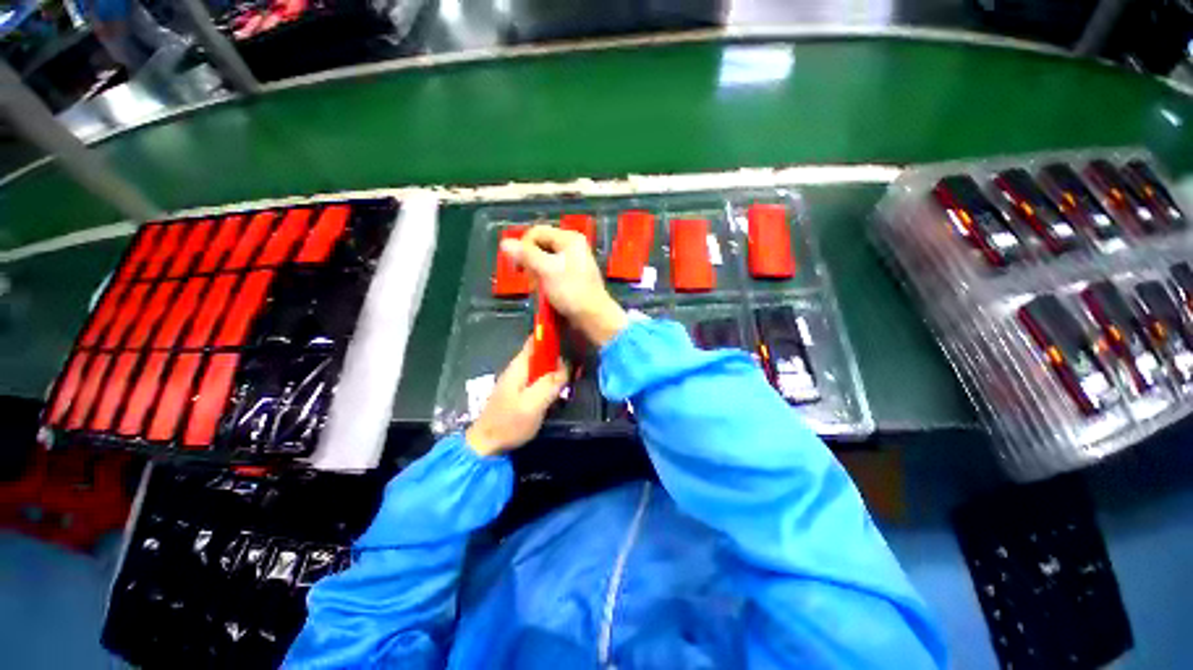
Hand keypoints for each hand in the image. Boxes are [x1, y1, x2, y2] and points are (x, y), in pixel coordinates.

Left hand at [465, 338, 568, 456]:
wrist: (486, 444)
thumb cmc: (510, 423)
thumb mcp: (533, 404)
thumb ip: (550, 383)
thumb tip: (566, 365)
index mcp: (520, 365)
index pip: (536, 339)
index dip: (552, 334)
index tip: (571, 336)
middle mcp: (519, 368)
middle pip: (542, 352)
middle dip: (559, 355)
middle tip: (578, 365)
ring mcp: (518, 379)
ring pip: (542, 366)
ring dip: (557, 369)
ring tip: (573, 377)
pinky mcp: (520, 391)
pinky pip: (539, 378)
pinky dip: (551, 380)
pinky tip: (560, 390)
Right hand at [501, 225, 627, 346]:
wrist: (593, 316)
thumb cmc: (571, 291)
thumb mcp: (547, 271)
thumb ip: (526, 255)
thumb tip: (505, 243)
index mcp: (569, 239)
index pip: (536, 232)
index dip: (524, 247)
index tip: (520, 266)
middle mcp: (571, 246)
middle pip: (539, 246)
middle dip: (531, 263)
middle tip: (532, 280)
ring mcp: (572, 262)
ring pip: (543, 261)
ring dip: (536, 274)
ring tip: (539, 288)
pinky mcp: (571, 277)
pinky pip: (550, 273)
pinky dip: (544, 281)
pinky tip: (544, 292)